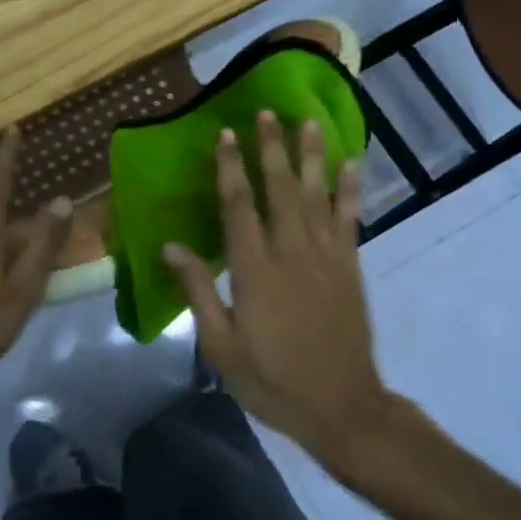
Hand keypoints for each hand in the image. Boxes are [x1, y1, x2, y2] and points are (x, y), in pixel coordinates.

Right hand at [162, 112, 390, 468]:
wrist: (342, 407)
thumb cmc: (272, 379)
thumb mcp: (220, 346)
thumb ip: (198, 291)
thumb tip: (169, 246)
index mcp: (254, 271)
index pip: (238, 206)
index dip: (230, 167)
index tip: (225, 134)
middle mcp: (291, 252)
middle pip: (279, 189)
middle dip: (271, 148)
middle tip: (266, 112)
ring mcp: (326, 256)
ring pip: (316, 194)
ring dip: (311, 156)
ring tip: (307, 122)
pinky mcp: (350, 266)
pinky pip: (350, 217)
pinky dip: (349, 188)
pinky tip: (350, 163)